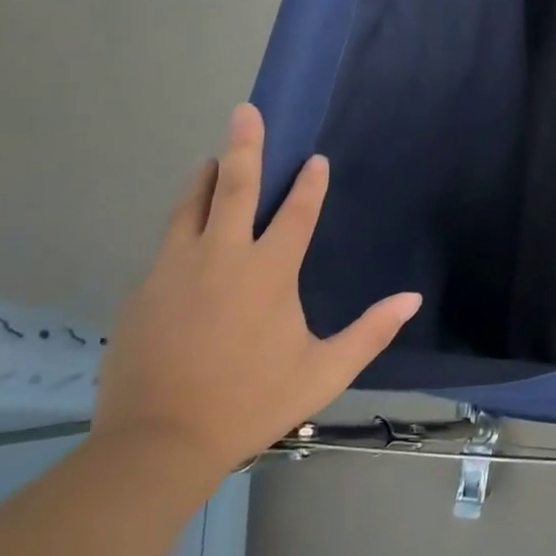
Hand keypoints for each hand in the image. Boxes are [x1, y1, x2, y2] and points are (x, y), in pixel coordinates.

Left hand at [91, 103, 420, 484]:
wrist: (155, 444)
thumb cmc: (251, 401)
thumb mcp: (324, 371)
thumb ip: (371, 331)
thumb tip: (413, 299)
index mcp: (268, 272)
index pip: (295, 212)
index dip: (309, 184)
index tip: (315, 160)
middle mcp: (220, 258)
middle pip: (232, 188)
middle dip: (243, 146)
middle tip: (245, 111)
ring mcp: (174, 271)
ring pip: (189, 209)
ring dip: (204, 179)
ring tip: (211, 159)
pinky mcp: (142, 292)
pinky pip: (167, 245)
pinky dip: (182, 225)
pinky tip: (186, 233)